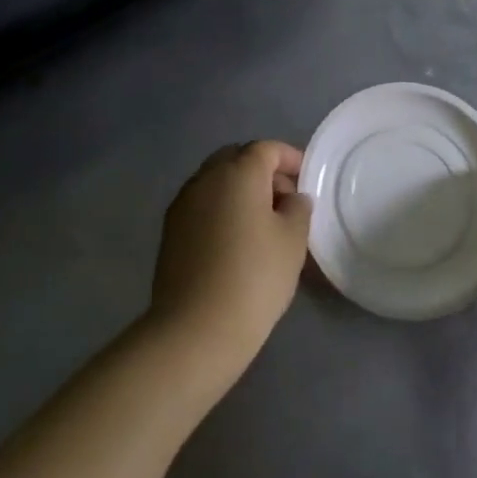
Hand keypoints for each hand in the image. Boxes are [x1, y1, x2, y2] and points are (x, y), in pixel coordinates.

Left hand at [149, 141, 312, 369]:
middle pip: (236, 159)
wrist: (197, 328)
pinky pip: (202, 205)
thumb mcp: (293, 240)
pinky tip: (235, 239)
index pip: (266, 149)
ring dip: (239, 190)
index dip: (289, 158)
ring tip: (262, 222)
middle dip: (262, 171)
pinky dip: (221, 209)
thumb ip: (298, 208)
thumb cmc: (255, 277)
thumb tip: (291, 198)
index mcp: (237, 173)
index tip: (306, 177)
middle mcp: (205, 179)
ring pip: (215, 181)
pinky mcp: (170, 230)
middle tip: (285, 199)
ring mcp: (183, 204)